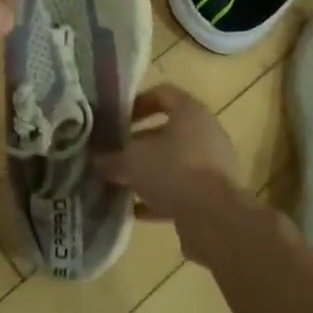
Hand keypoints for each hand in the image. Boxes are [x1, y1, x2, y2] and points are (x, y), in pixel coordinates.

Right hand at [98, 84, 248, 261]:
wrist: (215, 218)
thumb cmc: (173, 171)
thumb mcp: (133, 161)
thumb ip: (112, 159)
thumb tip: (97, 162)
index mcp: (190, 112)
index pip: (162, 94)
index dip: (137, 103)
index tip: (116, 119)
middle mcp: (205, 133)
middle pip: (167, 131)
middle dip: (138, 143)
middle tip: (114, 154)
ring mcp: (212, 165)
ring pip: (173, 162)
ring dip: (148, 172)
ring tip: (120, 182)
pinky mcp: (213, 195)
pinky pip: (180, 190)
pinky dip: (158, 198)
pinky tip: (133, 210)